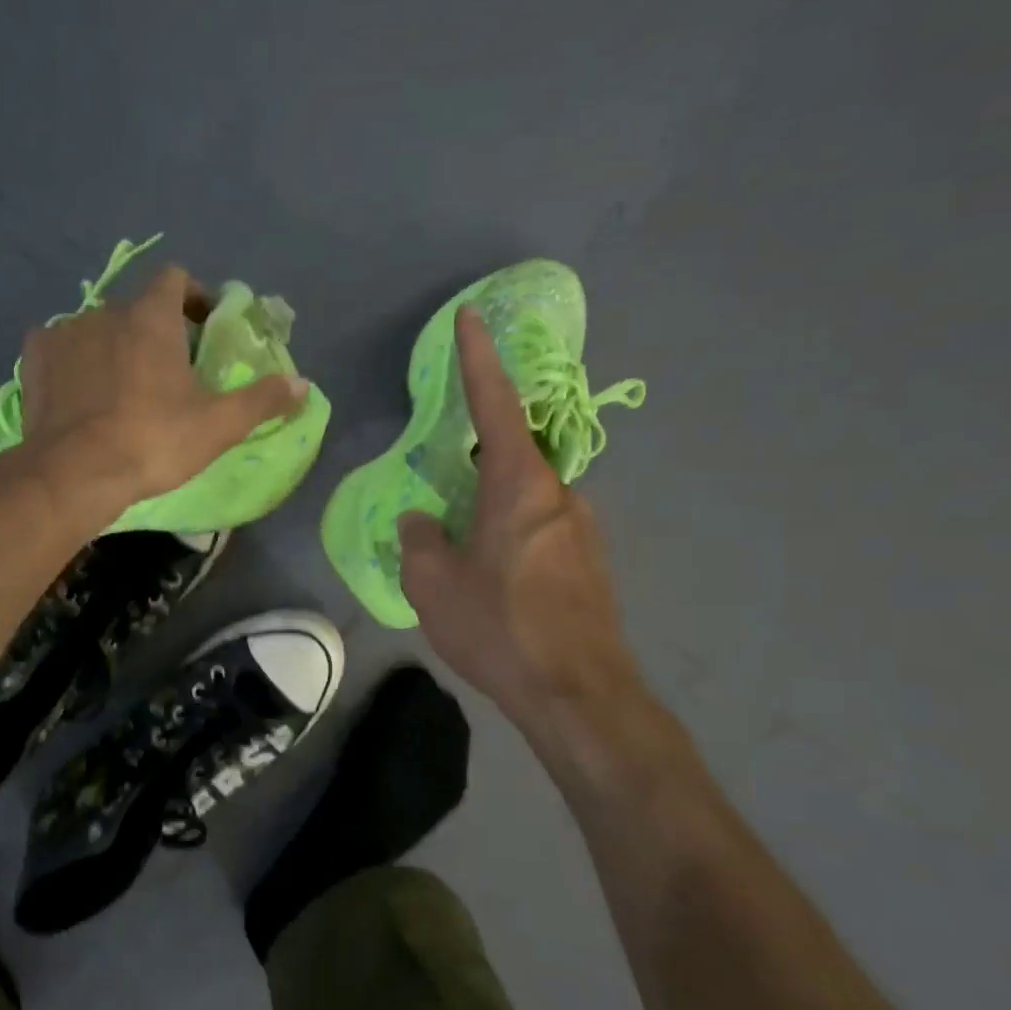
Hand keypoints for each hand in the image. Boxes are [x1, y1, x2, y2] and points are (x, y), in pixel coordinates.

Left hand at [15, 265, 307, 527]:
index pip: (175, 278)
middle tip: (167, 372)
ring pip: (97, 329)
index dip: (193, 296)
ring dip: (114, 348)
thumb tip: (303, 384)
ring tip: (122, 390)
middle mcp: (105, 312)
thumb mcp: (218, 425)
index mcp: (151, 317)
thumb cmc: (153, 441)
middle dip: (154, 331)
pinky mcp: (35, 360)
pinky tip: (81, 393)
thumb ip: (262, 400)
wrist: (75, 472)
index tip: (203, 326)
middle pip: (137, 308)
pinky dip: (75, 363)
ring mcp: (65, 333)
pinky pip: (60, 348)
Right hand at [398, 307, 645, 731]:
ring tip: (465, 561)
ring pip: (526, 502)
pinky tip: (496, 587)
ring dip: (492, 514)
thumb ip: (420, 539)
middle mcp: (559, 494)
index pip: (495, 404)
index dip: (478, 359)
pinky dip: (512, 542)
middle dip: (475, 468)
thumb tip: (425, 519)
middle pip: (511, 459)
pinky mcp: (591, 565)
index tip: (471, 316)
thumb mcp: (433, 583)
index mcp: (519, 484)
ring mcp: (582, 530)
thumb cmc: (499, 627)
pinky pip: (540, 534)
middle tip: (444, 502)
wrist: (578, 693)